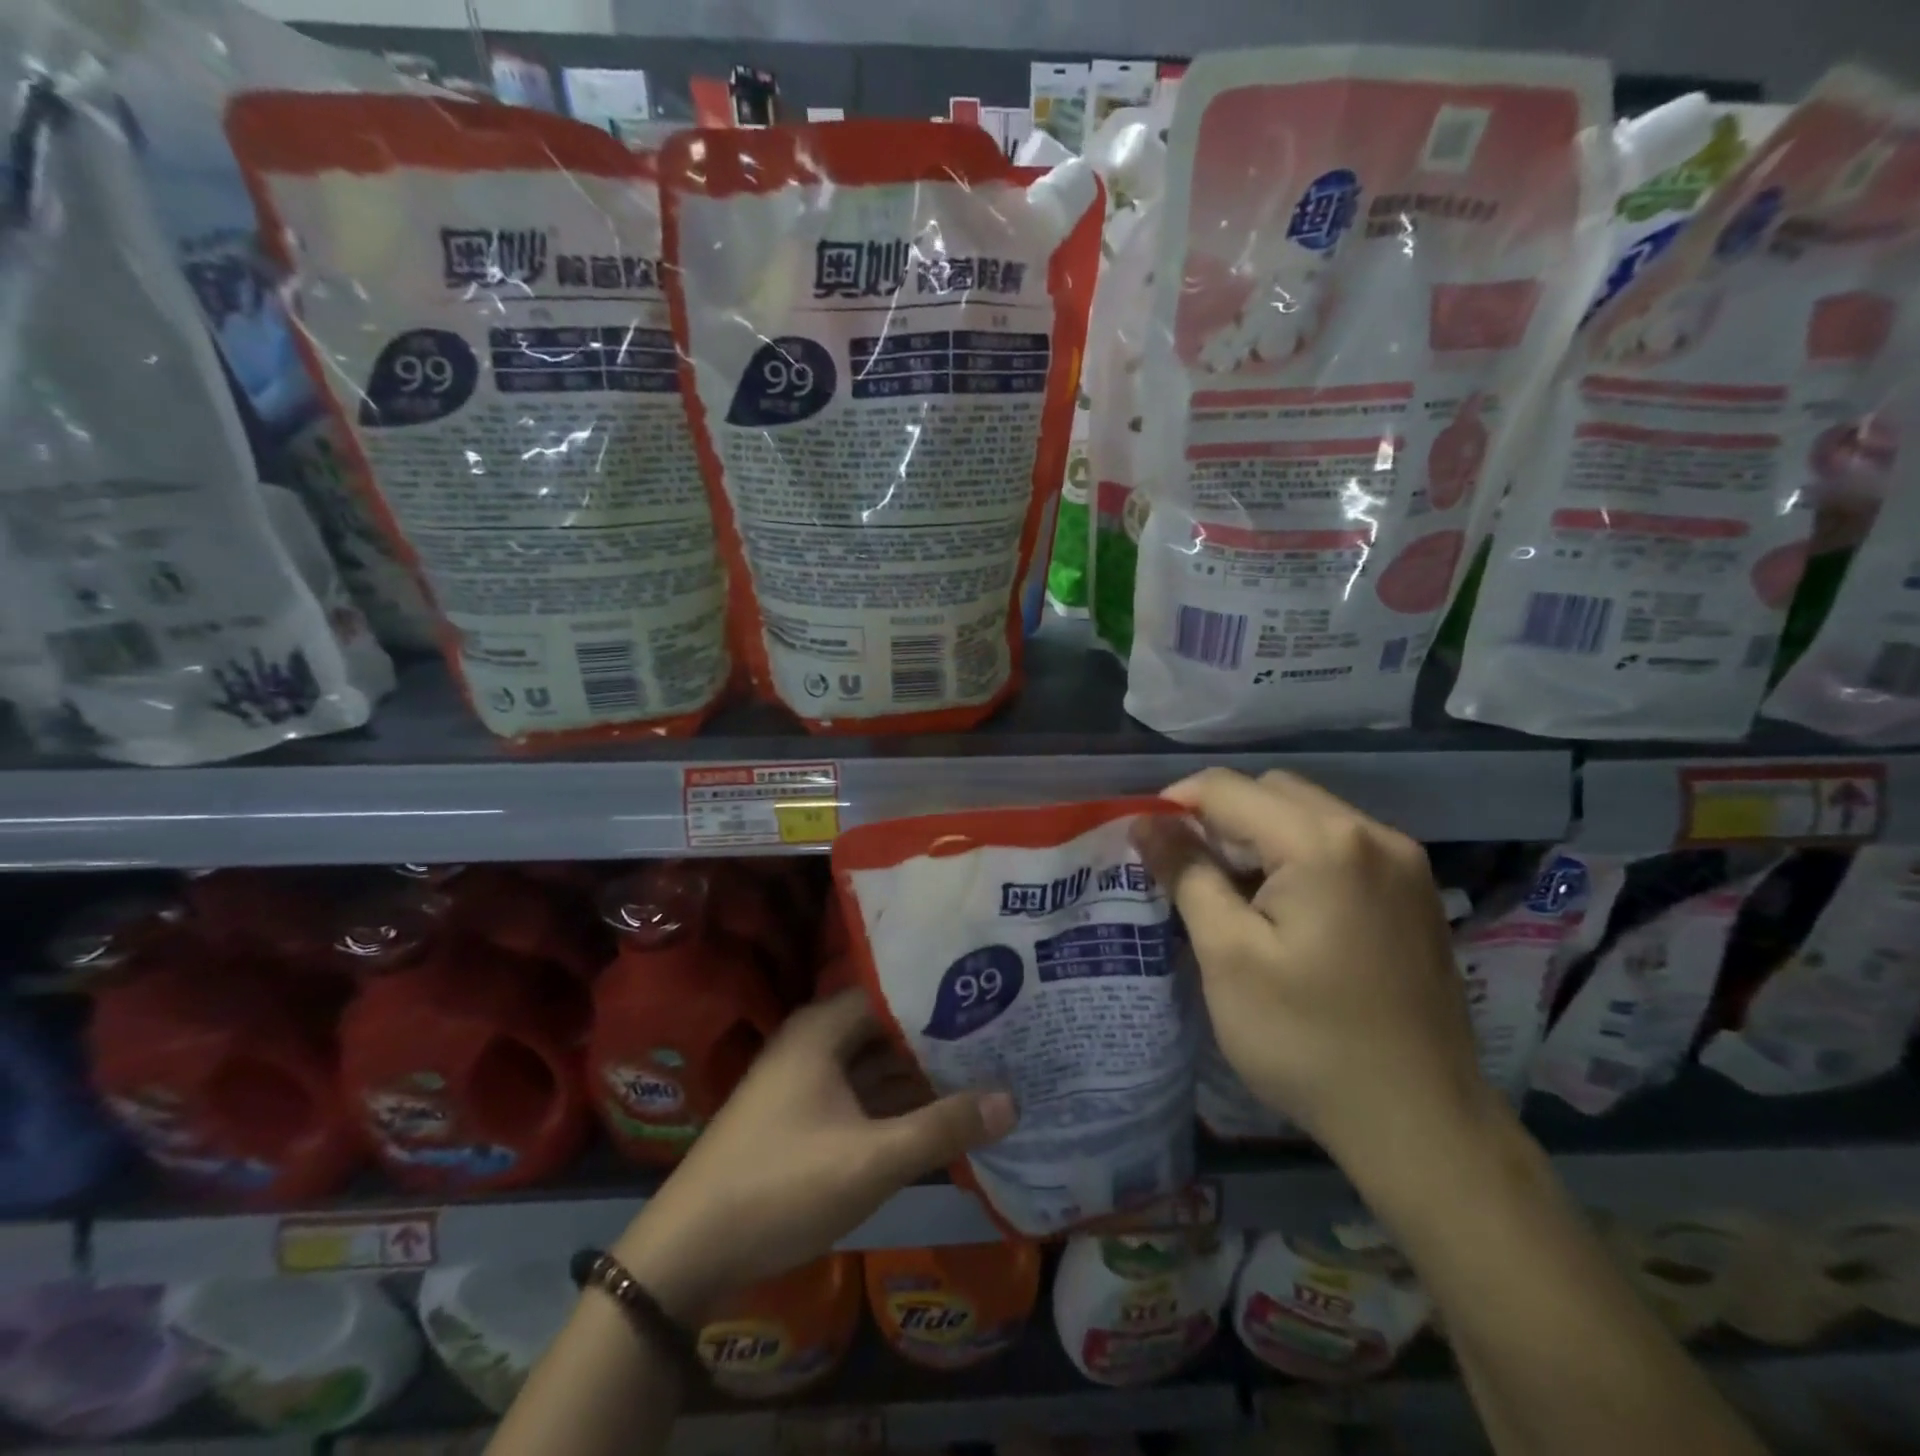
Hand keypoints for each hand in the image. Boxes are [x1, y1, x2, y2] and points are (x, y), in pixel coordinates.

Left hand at [613, 991, 1016, 1321]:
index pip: (897, 991)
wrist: (689, 1252)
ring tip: (987, 1072)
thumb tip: (1012, 1099)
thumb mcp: (871, 1160)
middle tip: (1003, 1037)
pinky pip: (863, 1094)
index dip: (946, 996)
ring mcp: (808, 1079)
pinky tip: (940, 1114)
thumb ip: (943, 1127)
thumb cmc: (781, 1185)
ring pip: (877, 1064)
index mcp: (824, 1028)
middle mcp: (816, 1041)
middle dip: (941, 1038)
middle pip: (890, 1028)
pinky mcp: (805, 1115)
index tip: (995, 1001)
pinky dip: (897, 1102)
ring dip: (922, 1073)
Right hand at [1133, 768, 1493, 1188]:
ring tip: (1230, 893)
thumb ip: (1186, 873)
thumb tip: (1148, 823)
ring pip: (1306, 815)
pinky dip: (1296, 856)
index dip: (1175, 804)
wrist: (1420, 1123)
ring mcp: (1402, 862)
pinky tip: (1281, 909)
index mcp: (1324, 842)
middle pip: (1272, 791)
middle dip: (1220, 818)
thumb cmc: (1307, 1039)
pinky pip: (1339, 845)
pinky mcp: (1413, 892)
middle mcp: (1372, 833)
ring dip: (1258, 836)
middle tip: (1188, 872)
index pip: (1228, 788)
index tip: (1145, 843)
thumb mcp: (1227, 955)